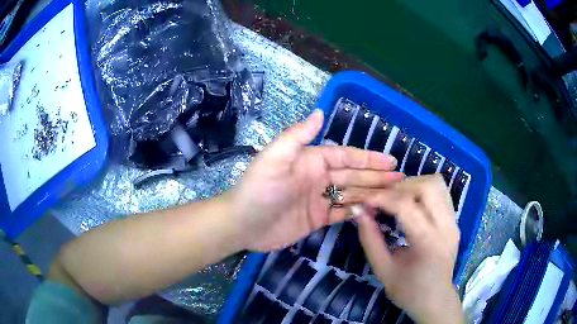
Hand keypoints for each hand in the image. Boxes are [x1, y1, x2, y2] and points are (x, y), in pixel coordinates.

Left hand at [228, 110, 403, 251]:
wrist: (242, 224)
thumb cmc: (258, 190)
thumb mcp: (274, 158)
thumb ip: (297, 136)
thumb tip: (319, 112)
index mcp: (311, 161)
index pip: (346, 157)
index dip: (369, 159)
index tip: (390, 162)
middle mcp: (318, 177)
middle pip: (353, 175)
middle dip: (377, 176)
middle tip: (401, 179)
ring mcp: (319, 199)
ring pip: (351, 194)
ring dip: (371, 193)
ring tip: (394, 195)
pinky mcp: (317, 219)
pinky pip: (342, 213)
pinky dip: (357, 212)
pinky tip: (373, 211)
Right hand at [354, 175, 463, 323]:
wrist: (435, 300)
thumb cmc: (408, 291)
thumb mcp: (383, 269)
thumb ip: (370, 239)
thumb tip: (357, 211)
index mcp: (428, 242)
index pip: (405, 205)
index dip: (381, 198)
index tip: (363, 200)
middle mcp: (446, 226)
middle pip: (427, 186)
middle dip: (400, 187)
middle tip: (382, 200)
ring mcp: (454, 222)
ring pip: (437, 184)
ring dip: (414, 185)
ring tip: (397, 199)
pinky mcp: (455, 221)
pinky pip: (441, 193)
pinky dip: (424, 191)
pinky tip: (412, 204)